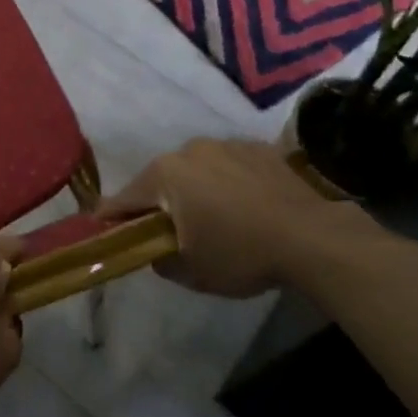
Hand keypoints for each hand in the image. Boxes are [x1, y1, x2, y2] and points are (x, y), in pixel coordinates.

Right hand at [94, 138, 374, 297]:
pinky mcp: (257, 147)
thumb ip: (161, 260)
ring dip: (196, 190)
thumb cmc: (243, 254)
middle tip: (171, 232)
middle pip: (160, 180)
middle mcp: (187, 150)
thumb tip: (155, 251)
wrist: (315, 236)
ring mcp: (224, 144)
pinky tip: (248, 207)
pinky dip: (229, 183)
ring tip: (218, 219)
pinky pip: (229, 166)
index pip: (122, 199)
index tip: (102, 230)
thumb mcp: (193, 272)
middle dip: (160, 203)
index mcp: (164, 175)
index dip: (111, 218)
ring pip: (195, 170)